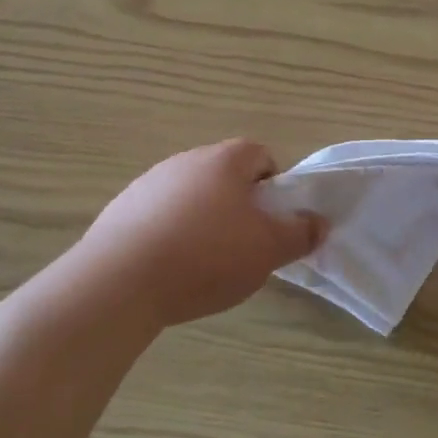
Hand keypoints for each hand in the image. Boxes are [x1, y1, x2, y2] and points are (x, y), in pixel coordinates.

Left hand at [73, 139, 323, 328]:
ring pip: (190, 195)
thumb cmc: (206, 256)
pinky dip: (170, 234)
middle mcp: (185, 161)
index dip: (273, 185)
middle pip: (224, 174)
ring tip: (204, 263)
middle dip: (239, 205)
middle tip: (244, 244)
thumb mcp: (268, 250)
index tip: (271, 220)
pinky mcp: (119, 211)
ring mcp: (147, 184)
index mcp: (224, 160)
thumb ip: (300, 233)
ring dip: (203, 220)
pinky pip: (158, 216)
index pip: (260, 154)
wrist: (118, 283)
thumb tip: (319, 223)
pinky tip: (169, 269)